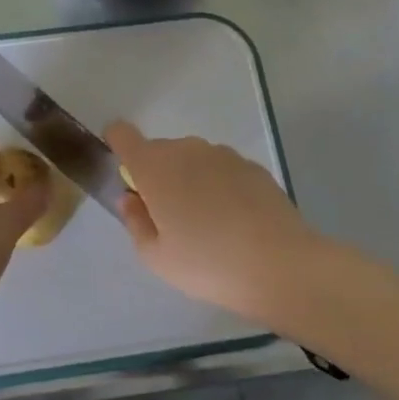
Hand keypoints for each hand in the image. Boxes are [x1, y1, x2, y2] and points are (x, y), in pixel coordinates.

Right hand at [107, 121, 322, 319]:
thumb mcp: (156, 257)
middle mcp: (187, 150)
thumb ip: (135, 221)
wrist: (281, 265)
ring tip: (206, 224)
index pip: (123, 134)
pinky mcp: (253, 167)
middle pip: (160, 150)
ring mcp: (223, 155)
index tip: (126, 175)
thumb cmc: (207, 264)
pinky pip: (222, 170)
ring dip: (190, 180)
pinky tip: (234, 222)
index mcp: (155, 167)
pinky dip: (219, 187)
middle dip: (157, 175)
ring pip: (193, 159)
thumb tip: (132, 198)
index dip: (118, 145)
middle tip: (169, 218)